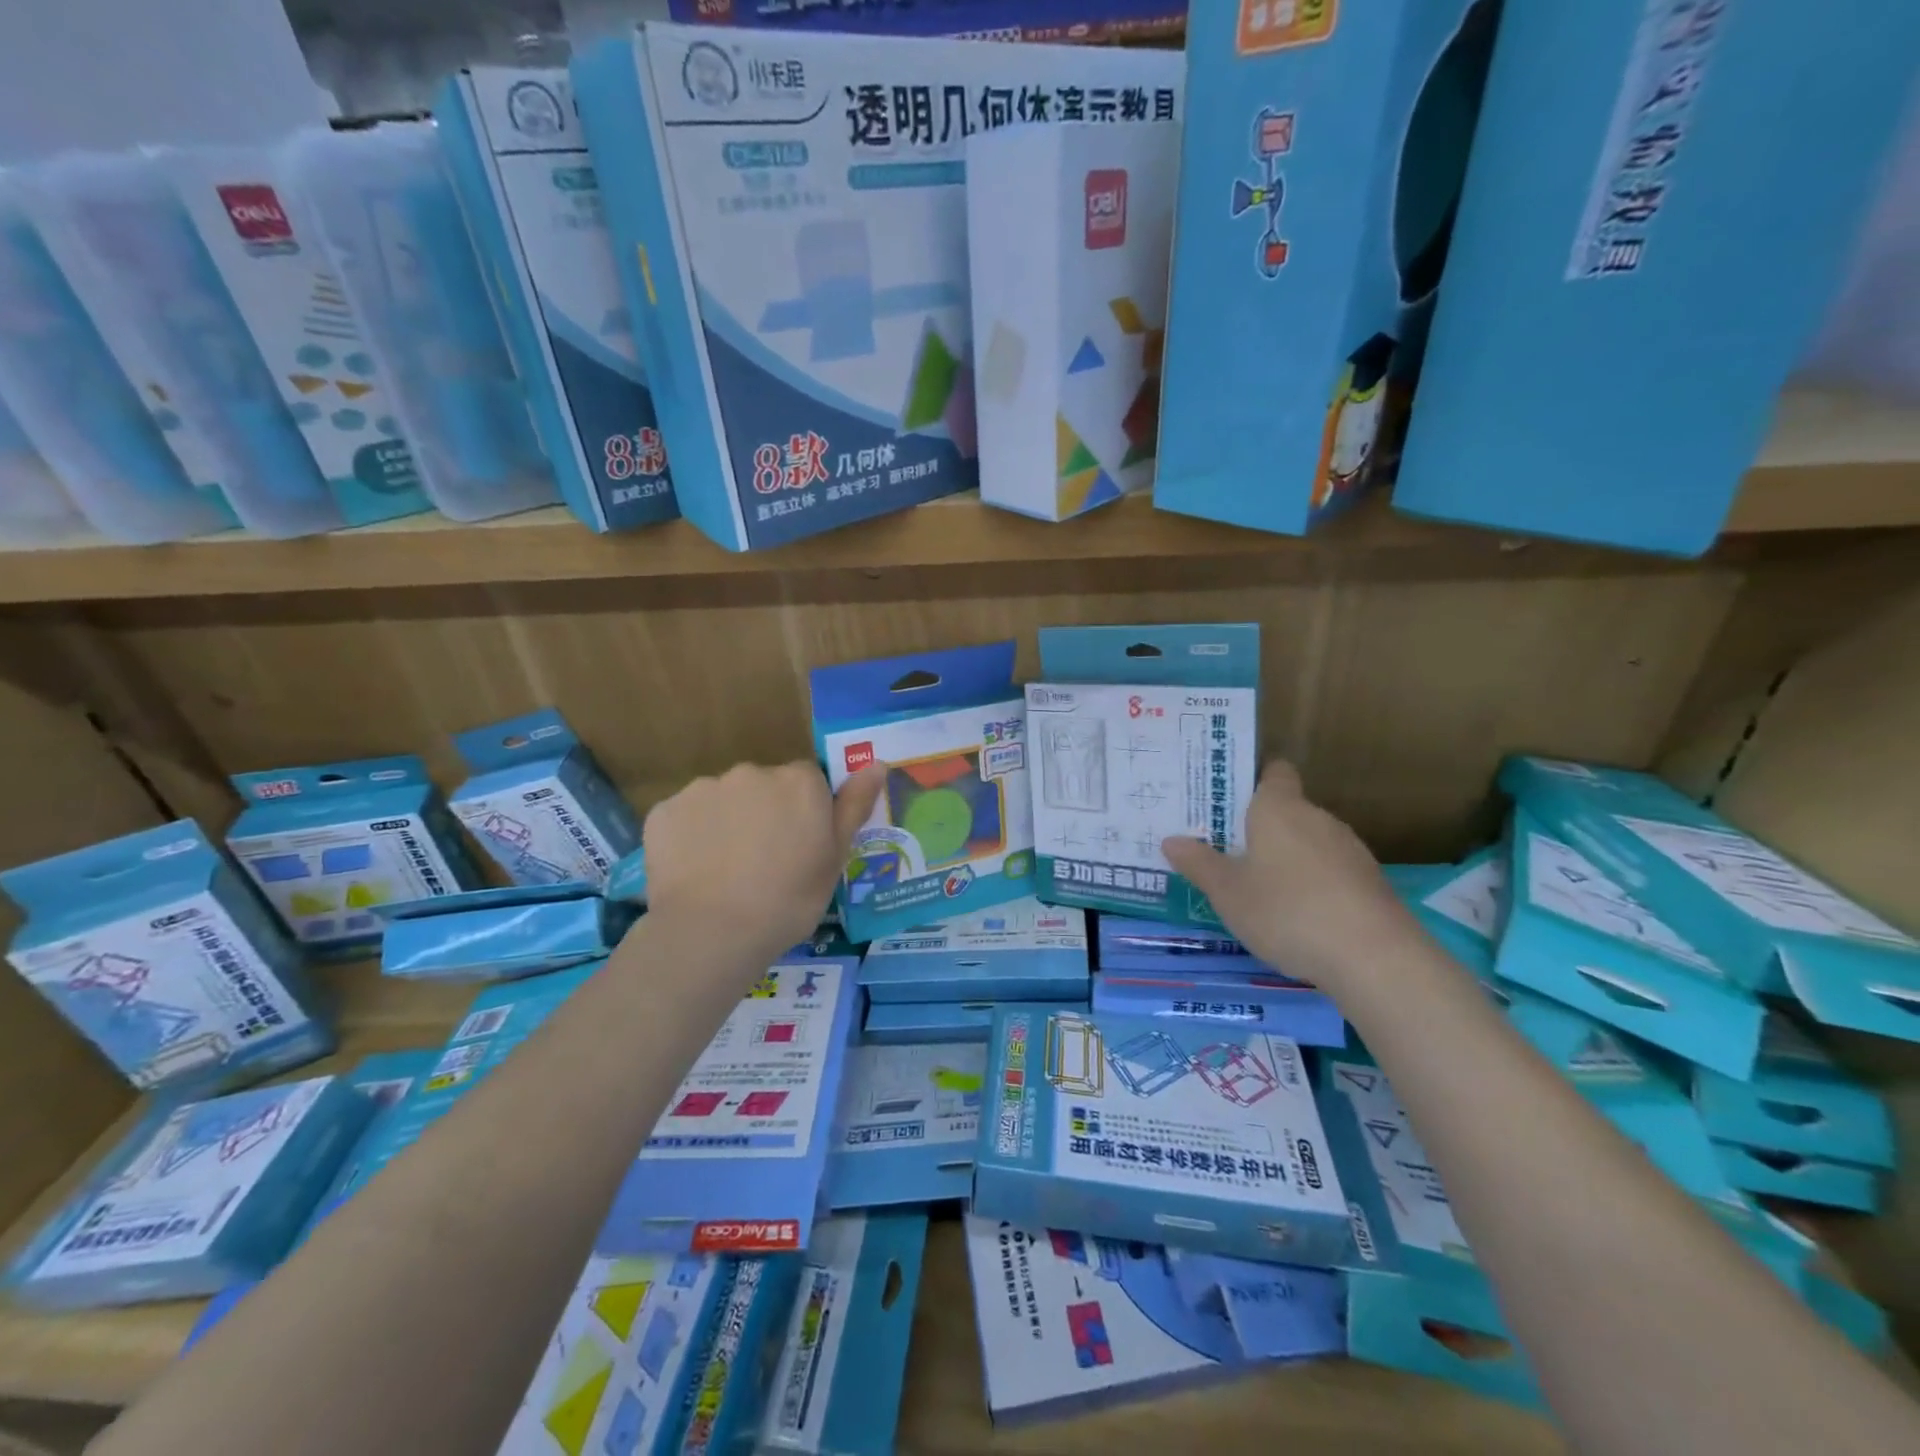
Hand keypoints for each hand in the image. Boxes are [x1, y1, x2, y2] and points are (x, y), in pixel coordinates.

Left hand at [642, 761, 883, 963]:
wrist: (712, 932)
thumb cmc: (788, 900)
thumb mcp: (834, 858)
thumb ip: (854, 805)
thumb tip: (877, 763)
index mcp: (799, 782)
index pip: (807, 781)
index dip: (804, 812)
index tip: (799, 846)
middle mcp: (752, 772)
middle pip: (764, 786)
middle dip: (765, 812)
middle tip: (763, 861)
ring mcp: (704, 788)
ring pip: (724, 799)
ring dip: (728, 821)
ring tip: (725, 870)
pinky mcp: (665, 810)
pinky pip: (687, 816)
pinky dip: (692, 835)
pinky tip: (695, 870)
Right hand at [1163, 760, 1417, 991]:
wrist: (1374, 958)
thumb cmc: (1286, 911)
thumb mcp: (1227, 892)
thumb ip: (1199, 864)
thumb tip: (1171, 840)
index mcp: (1279, 808)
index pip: (1273, 772)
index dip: (1253, 780)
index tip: (1227, 801)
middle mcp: (1317, 818)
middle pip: (1287, 810)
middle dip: (1260, 828)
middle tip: (1227, 852)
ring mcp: (1350, 850)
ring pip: (1309, 843)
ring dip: (1287, 859)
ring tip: (1259, 889)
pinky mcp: (1370, 883)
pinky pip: (1330, 872)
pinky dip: (1313, 885)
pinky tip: (1298, 917)